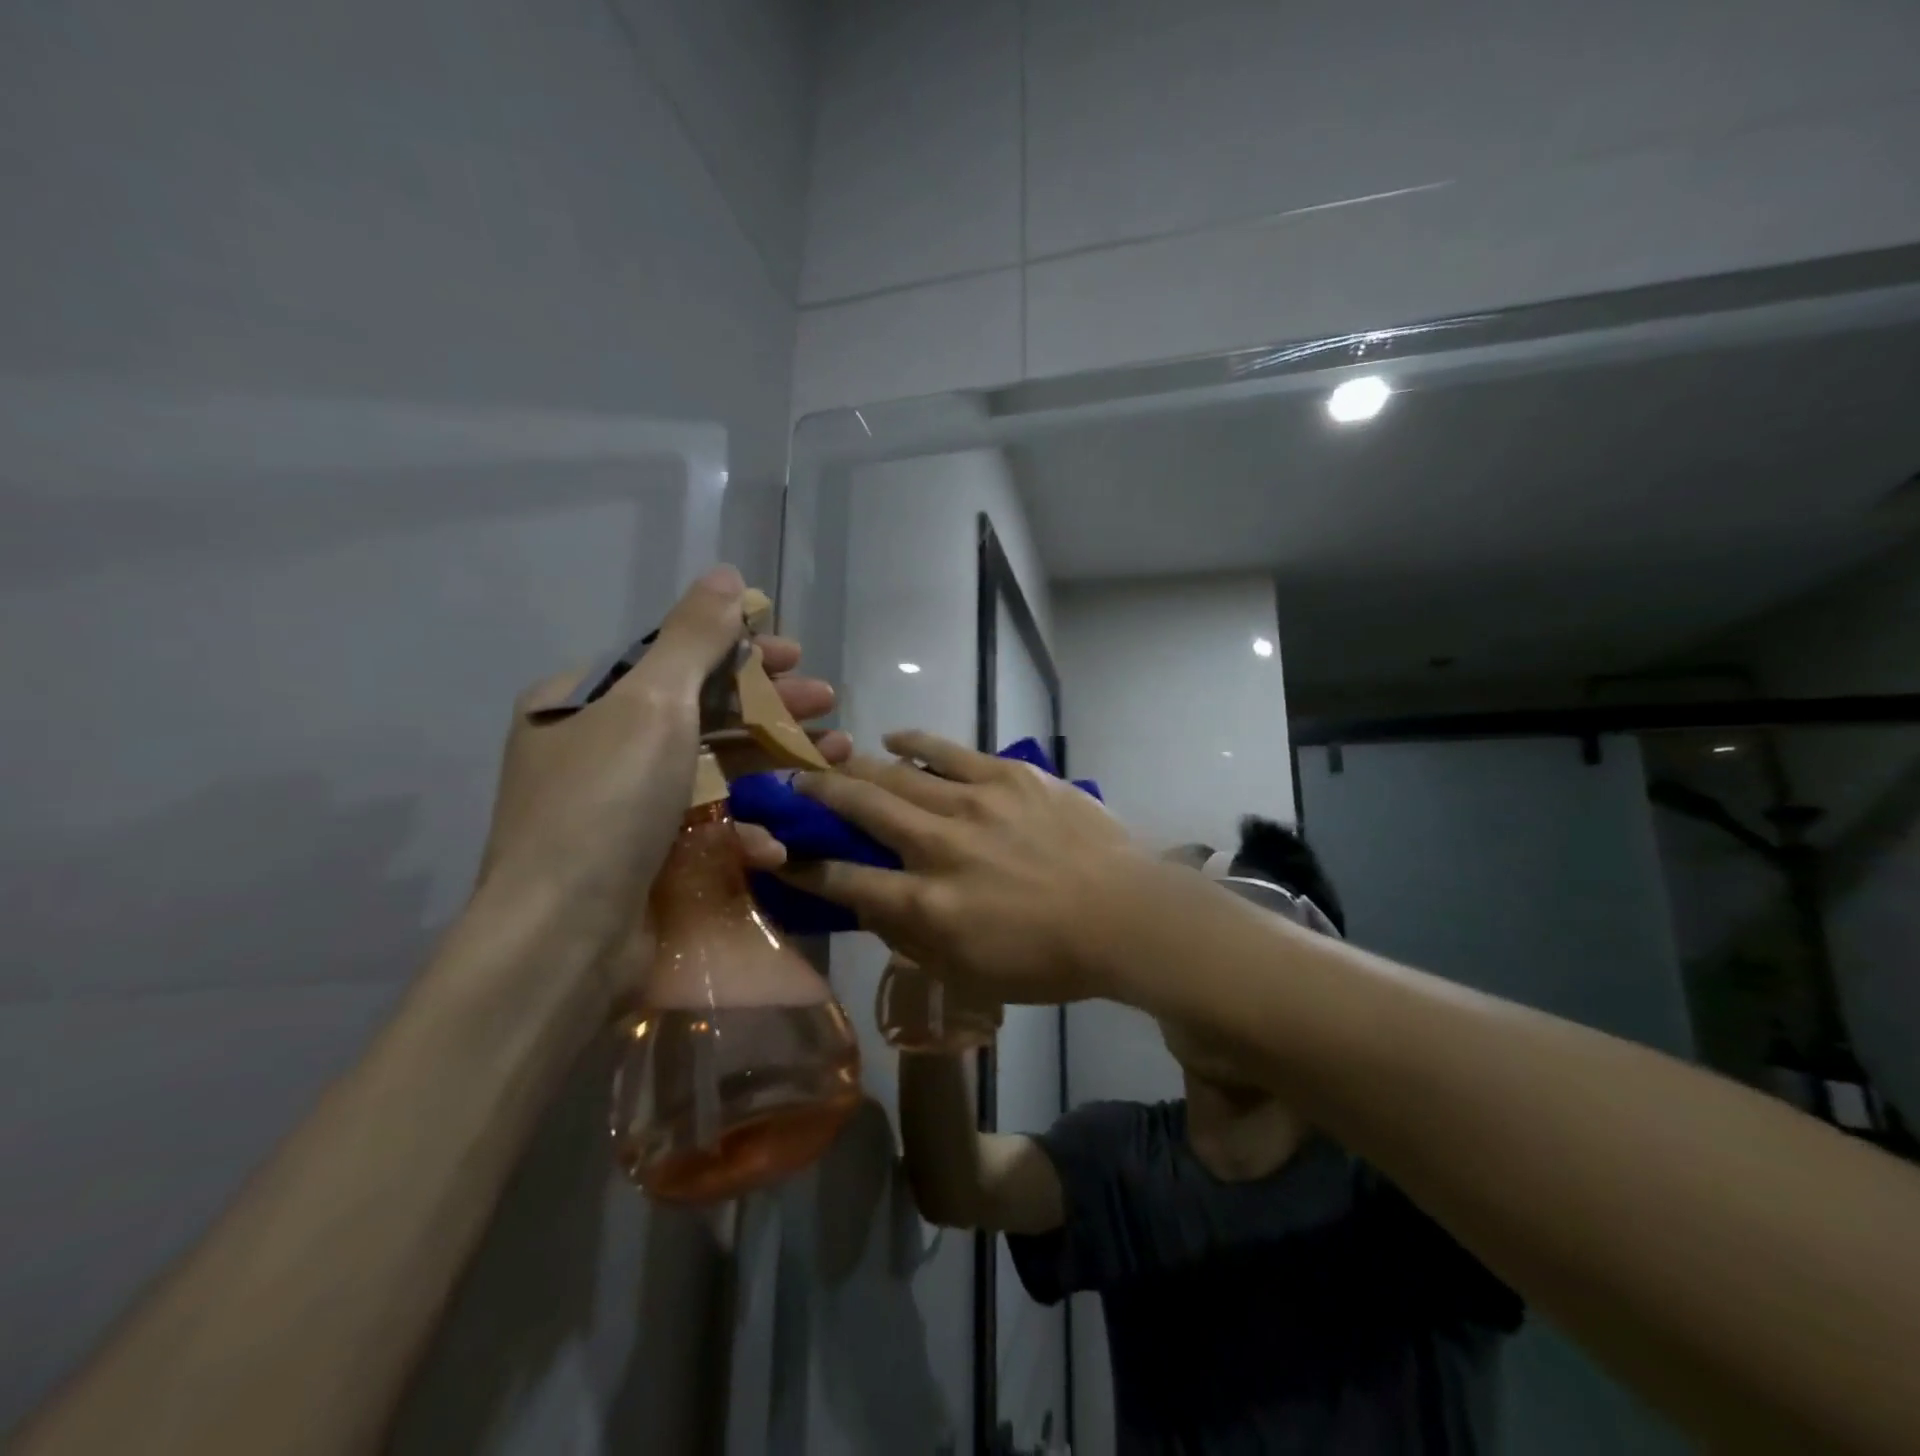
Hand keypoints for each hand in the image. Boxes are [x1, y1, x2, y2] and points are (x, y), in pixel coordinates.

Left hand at [475, 565, 849, 1000]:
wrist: (564, 939)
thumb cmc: (607, 803)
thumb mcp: (653, 703)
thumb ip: (693, 636)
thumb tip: (727, 574)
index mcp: (583, 701)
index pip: (672, 657)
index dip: (738, 650)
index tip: (796, 653)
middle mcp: (596, 748)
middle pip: (700, 710)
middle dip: (770, 703)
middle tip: (828, 700)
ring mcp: (621, 808)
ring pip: (712, 768)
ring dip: (774, 759)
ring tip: (836, 754)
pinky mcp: (645, 859)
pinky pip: (702, 825)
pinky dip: (743, 826)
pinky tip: (778, 837)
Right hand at [778, 731, 1144, 1002]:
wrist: (1124, 915)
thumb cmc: (1048, 959)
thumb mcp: (969, 972)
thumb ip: (912, 939)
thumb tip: (871, 906)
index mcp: (928, 905)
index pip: (847, 881)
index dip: (807, 868)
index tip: (783, 855)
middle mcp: (939, 847)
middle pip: (861, 811)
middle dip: (817, 796)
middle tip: (792, 785)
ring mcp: (974, 804)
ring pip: (896, 775)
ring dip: (856, 766)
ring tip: (832, 758)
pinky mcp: (1007, 776)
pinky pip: (948, 750)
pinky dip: (914, 742)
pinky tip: (892, 738)